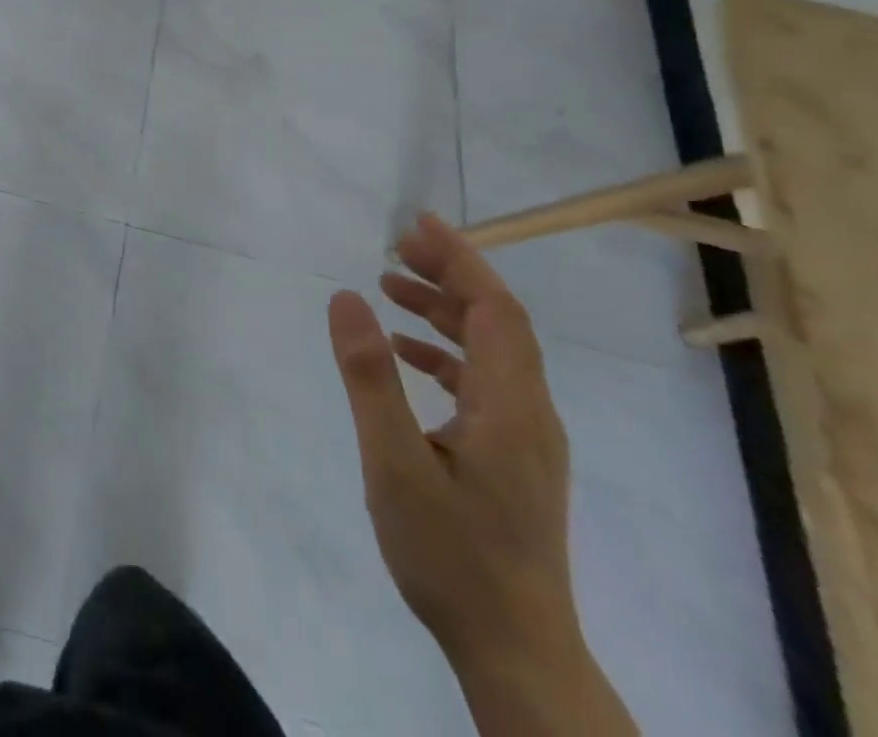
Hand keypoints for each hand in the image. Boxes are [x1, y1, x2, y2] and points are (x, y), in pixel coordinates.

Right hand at [326, 216, 634, 736]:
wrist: (516, 652)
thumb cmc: (451, 554)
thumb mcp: (394, 462)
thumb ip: (369, 376)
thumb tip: (347, 296)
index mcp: (510, 405)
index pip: (494, 309)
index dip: (461, 259)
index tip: (418, 224)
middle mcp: (531, 413)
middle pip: (498, 322)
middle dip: (450, 275)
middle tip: (395, 247)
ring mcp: (527, 439)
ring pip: (493, 351)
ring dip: (446, 311)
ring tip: (391, 286)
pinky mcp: (515, 460)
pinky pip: (485, 382)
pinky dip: (446, 353)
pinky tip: (406, 356)